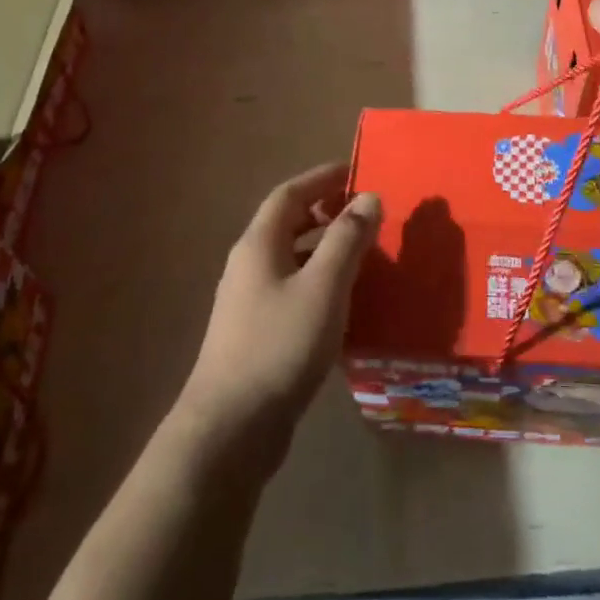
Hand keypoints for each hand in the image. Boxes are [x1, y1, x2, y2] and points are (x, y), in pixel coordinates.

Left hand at [175, 163, 381, 478]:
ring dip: (325, 247)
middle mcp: (249, 265)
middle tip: (366, 212)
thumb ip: (348, 239)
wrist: (231, 428)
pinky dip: (320, 280)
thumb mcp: (324, 286)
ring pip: (292, 258)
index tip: (355, 171)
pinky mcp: (257, 333)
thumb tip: (368, 197)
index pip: (289, 194)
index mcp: (259, 244)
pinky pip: (293, 288)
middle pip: (288, 223)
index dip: (321, 178)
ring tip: (364, 253)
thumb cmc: (280, 346)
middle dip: (326, 211)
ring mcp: (249, 301)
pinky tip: (346, 301)